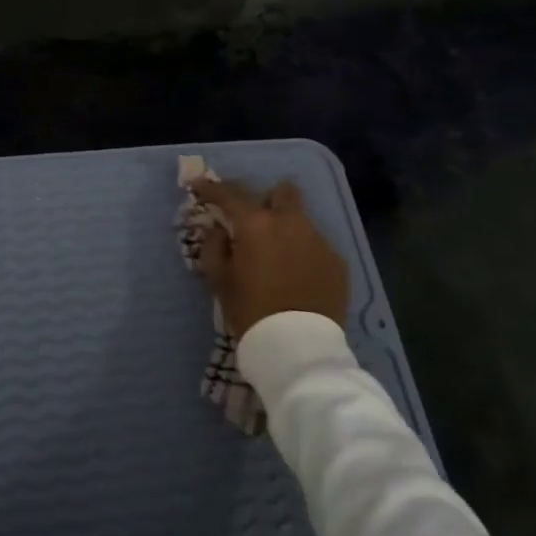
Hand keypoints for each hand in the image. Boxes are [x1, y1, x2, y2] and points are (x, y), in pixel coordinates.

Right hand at [190, 177, 348, 337]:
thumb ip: (213, 246)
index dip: (211, 188)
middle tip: (254, 222)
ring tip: (278, 255)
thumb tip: (220, 230)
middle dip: (266, 200)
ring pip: (301, 220)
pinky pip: (316, 246)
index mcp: (256, 224)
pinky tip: (297, 277)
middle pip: (281, 192)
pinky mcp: (337, 262)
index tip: (199, 187)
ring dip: (286, 228)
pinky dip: (303, 253)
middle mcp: (290, 222)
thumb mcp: (219, 280)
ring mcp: (318, 240)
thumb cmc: (251, 311)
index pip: (230, 193)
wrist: (298, 348)